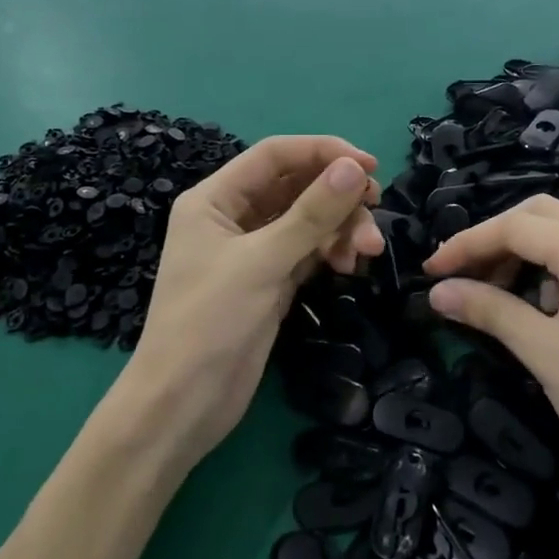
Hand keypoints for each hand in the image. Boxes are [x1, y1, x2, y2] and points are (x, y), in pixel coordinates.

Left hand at [115, 136, 383, 468]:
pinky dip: (331, 251)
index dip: (323, 152)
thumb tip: (355, 168)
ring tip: (366, 253)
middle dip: (338, 198)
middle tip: (374, 215)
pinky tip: (348, 266)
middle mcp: (233, 217)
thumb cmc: (209, 323)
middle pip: (296, 186)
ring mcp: (253, 251)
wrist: (183, 405)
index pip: (275, 155)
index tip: (370, 167)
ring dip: (340, 228)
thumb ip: (311, 214)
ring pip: (308, 220)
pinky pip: (309, 250)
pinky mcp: (270, 280)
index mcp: (215, 199)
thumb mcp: (261, 263)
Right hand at [422, 194, 558, 510]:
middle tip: (463, 274)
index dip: (467, 244)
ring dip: (523, 253)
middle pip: (541, 215)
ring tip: (495, 294)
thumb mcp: (542, 352)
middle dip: (495, 238)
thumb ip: (488, 310)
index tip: (431, 271)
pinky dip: (551, 269)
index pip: (516, 226)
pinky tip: (539, 307)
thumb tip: (437, 292)